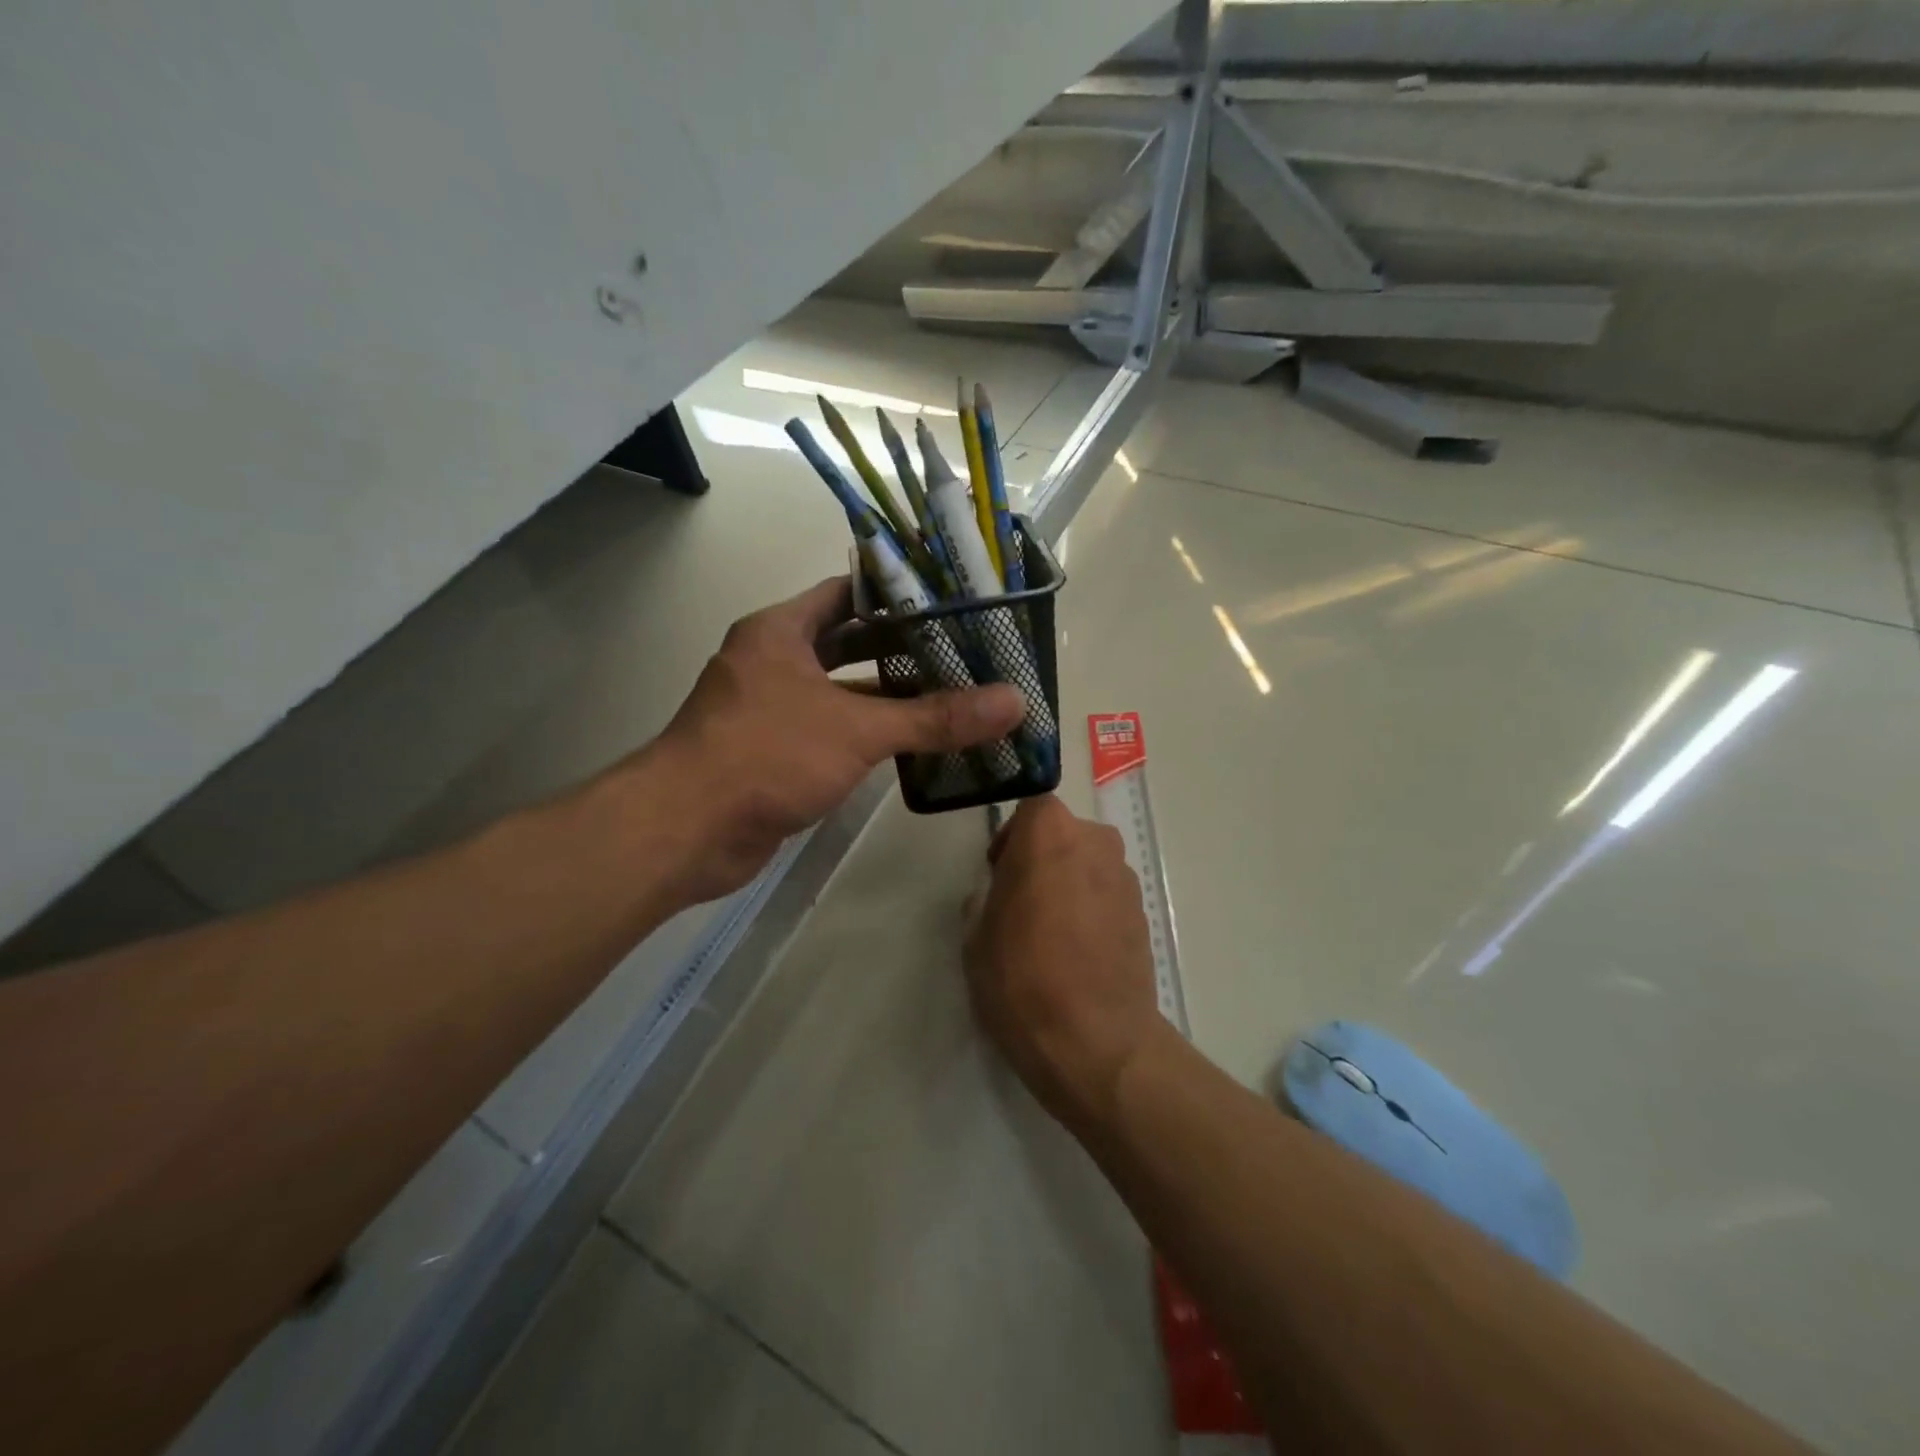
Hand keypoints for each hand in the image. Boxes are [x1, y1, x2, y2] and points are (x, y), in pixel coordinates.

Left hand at [645, 577, 1024, 903]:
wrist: (686, 831)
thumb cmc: (766, 755)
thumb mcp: (857, 729)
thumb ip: (935, 717)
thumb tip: (1013, 702)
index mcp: (780, 631)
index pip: (847, 593)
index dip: (897, 594)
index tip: (951, 600)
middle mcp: (772, 661)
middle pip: (848, 642)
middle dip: (901, 647)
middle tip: (963, 650)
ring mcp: (770, 709)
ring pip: (840, 690)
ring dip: (888, 694)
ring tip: (952, 693)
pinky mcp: (773, 752)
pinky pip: (831, 730)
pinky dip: (867, 732)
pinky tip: (913, 742)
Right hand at [963, 795, 1169, 1130]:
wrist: (1096, 1042)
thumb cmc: (1022, 979)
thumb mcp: (976, 935)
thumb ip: (987, 896)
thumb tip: (1001, 892)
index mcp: (1050, 834)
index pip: (1031, 807)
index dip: (1013, 836)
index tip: (1000, 871)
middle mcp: (1096, 842)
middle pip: (1063, 834)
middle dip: (1041, 858)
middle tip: (1020, 902)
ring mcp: (1125, 878)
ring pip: (1088, 863)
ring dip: (1069, 883)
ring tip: (1051, 933)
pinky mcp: (1143, 913)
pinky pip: (1107, 894)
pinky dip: (1092, 909)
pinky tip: (1078, 952)